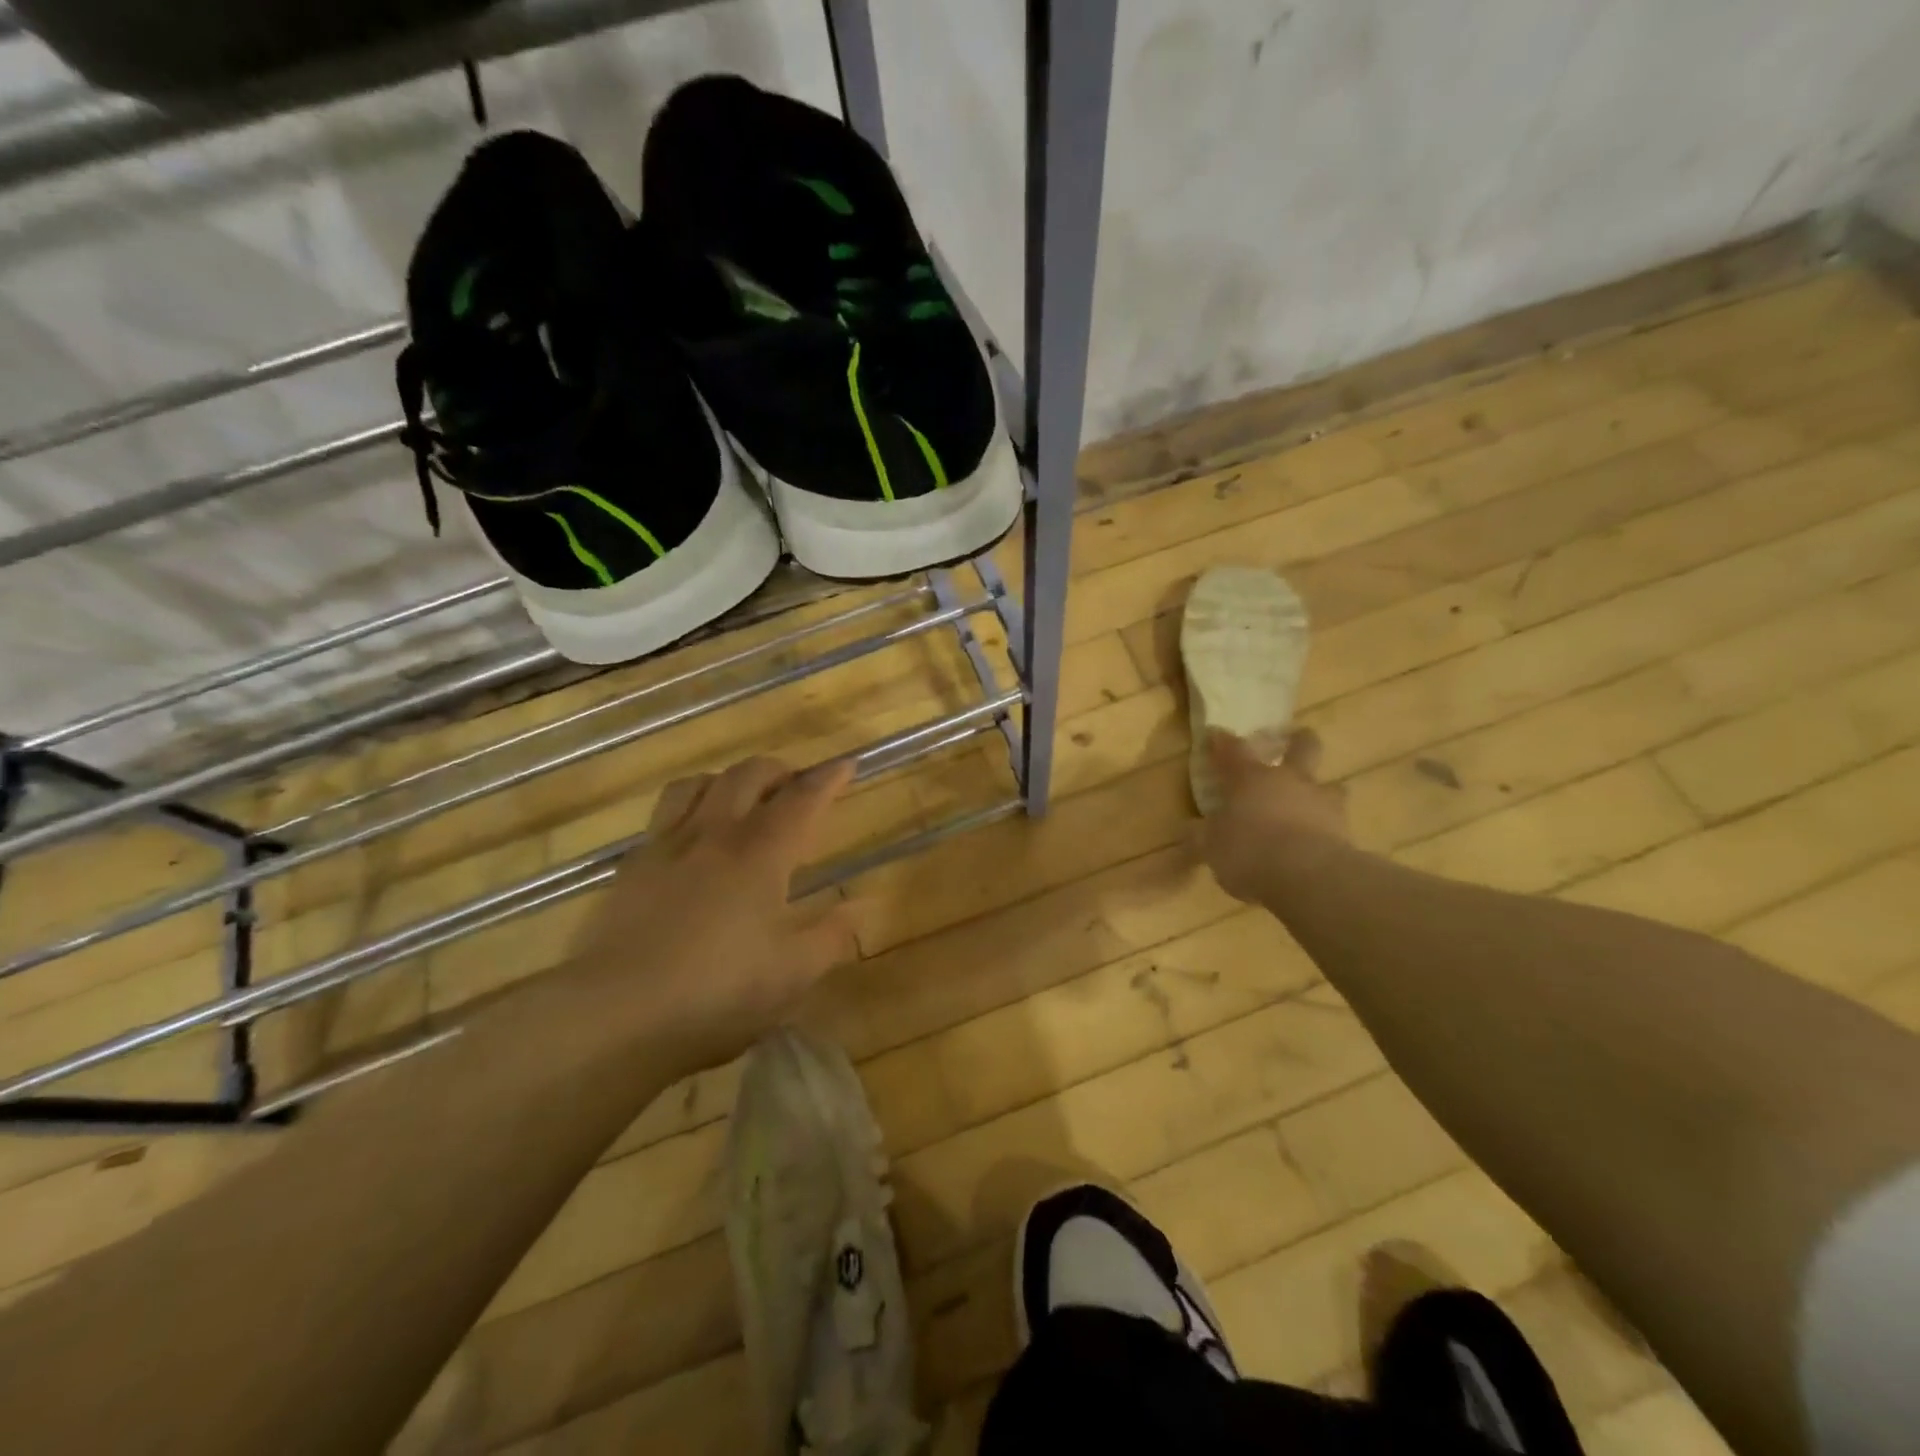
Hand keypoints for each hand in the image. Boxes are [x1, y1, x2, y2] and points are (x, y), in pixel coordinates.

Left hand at [564, 755, 859, 1074]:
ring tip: (740, 799)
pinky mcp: (631, 867)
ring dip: (728, 780)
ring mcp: (667, 846)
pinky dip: (688, 809)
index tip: (846, 764)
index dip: (828, 778)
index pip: (802, 798)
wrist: (615, 1011)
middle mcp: (715, 833)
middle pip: (748, 775)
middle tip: (796, 786)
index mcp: (761, 853)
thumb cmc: (717, 991)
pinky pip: (663, 815)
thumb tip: (858, 908)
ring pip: (698, 783)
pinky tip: (691, 840)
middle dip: (779, 771)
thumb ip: (832, 937)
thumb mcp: (792, 975)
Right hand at [1200, 729, 1349, 901]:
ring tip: (1311, 804)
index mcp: (1250, 778)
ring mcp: (1322, 803)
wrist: (1309, 877)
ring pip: (1331, 785)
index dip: (1221, 741)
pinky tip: (1317, 843)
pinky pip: (1337, 823)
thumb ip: (1201, 836)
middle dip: (1297, 740)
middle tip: (1292, 742)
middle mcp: (1289, 781)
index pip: (1232, 749)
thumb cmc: (1249, 851)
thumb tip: (1190, 830)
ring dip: (1320, 791)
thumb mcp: (1211, 847)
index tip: (1215, 734)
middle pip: (1302, 746)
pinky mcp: (1345, 831)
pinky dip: (1327, 829)